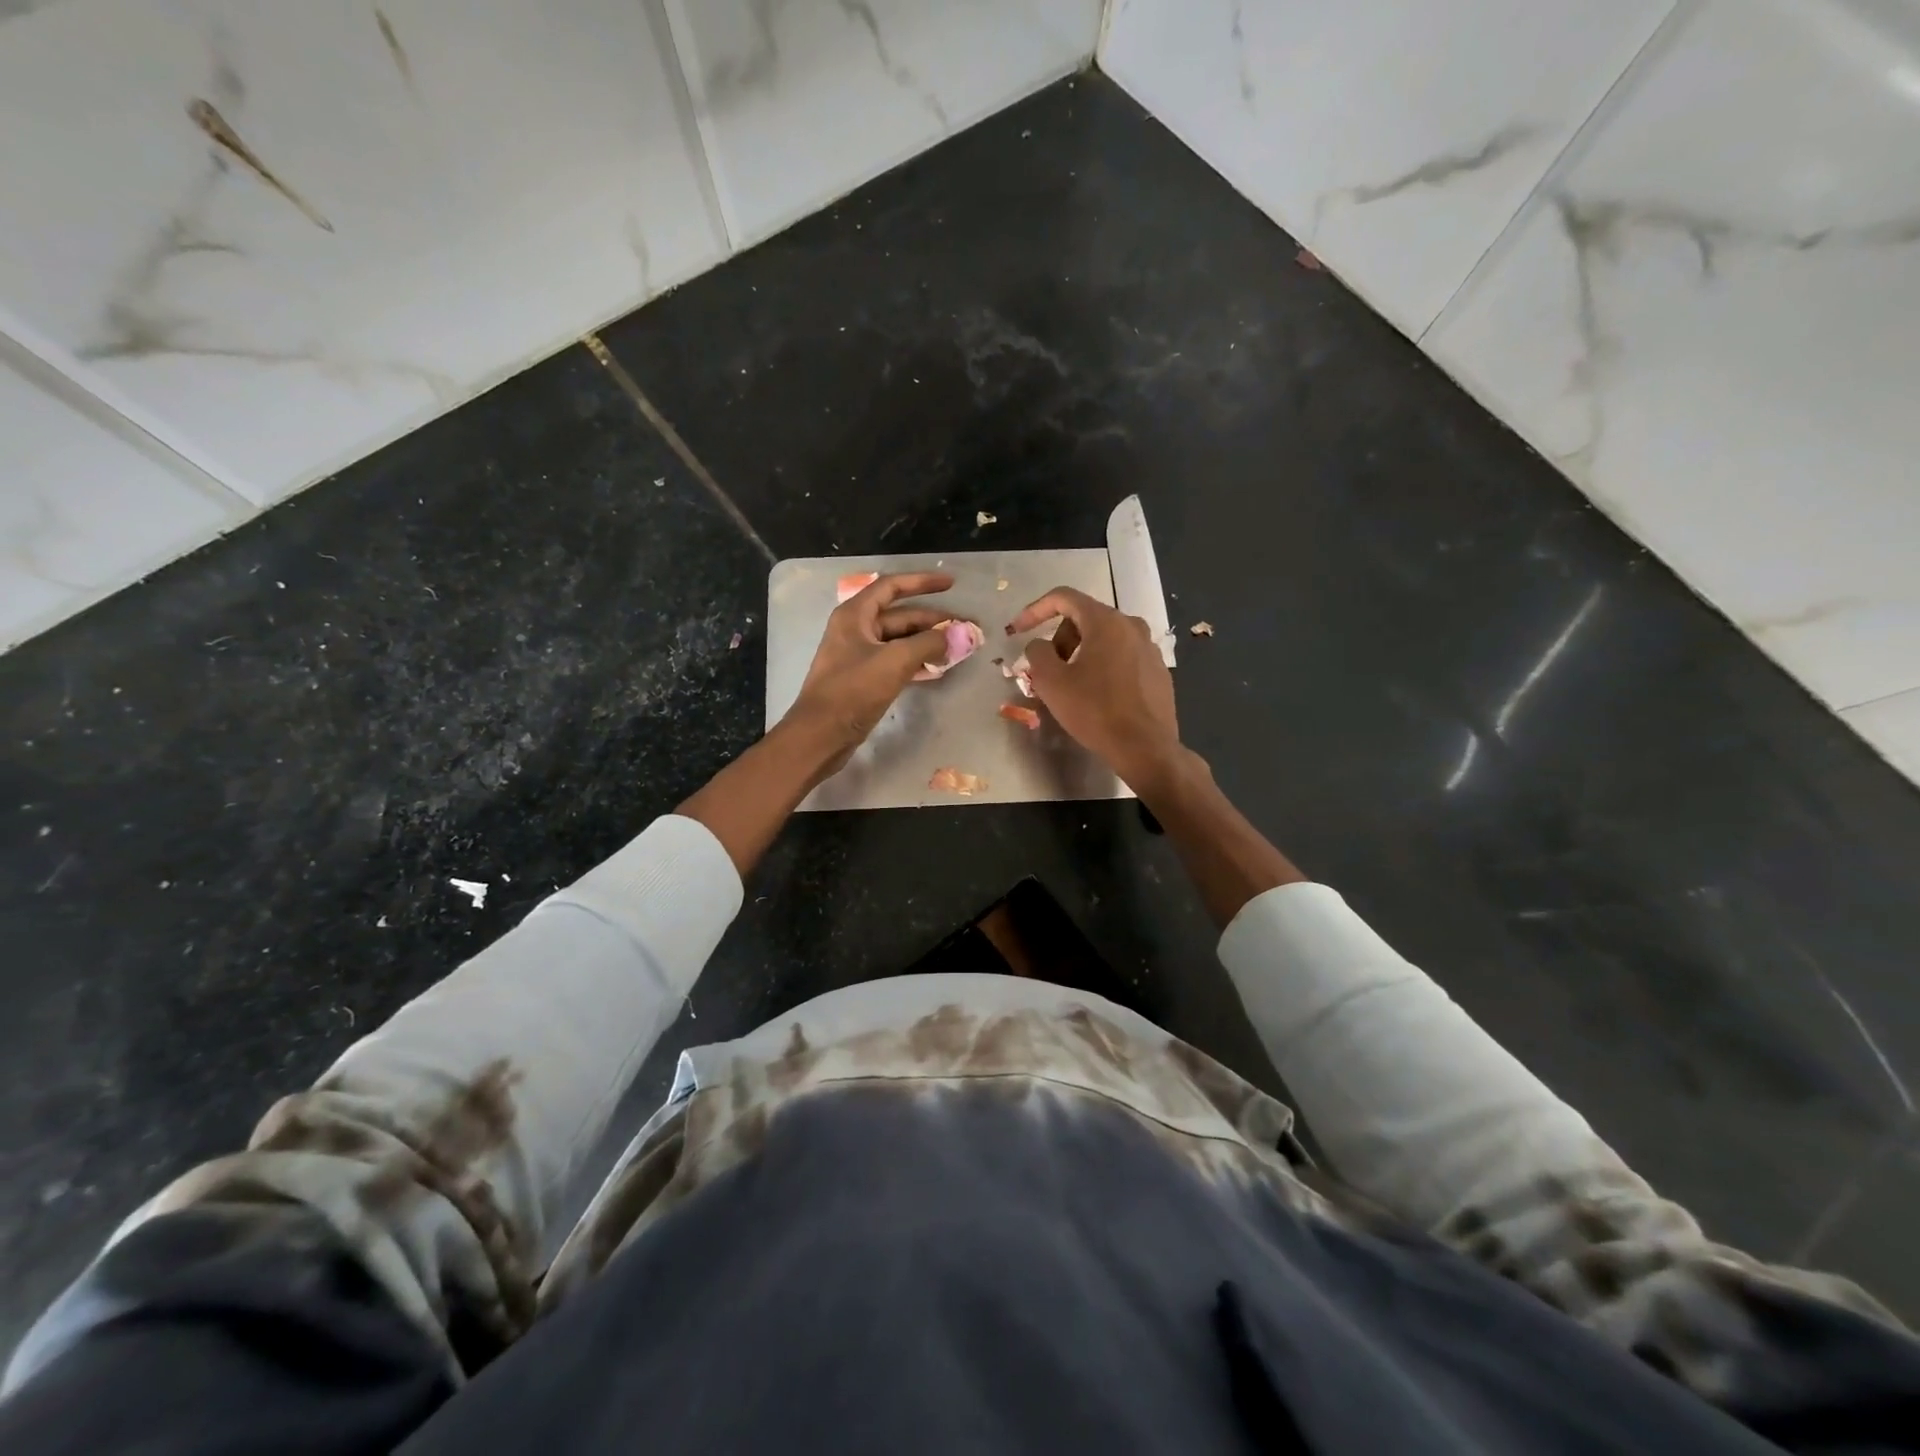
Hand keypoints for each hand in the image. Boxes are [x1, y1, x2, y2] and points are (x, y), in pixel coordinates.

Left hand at [785, 571, 965, 774]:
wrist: (821, 734)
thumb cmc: (853, 691)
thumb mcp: (894, 661)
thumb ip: (929, 643)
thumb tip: (959, 634)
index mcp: (855, 615)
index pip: (892, 586)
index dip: (922, 582)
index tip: (951, 584)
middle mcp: (856, 629)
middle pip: (900, 616)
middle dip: (933, 620)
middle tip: (966, 628)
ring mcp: (859, 655)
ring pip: (900, 641)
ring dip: (928, 643)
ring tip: (958, 648)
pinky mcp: (864, 679)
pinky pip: (896, 662)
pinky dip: (917, 662)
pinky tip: (938, 669)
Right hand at [1007, 586, 1180, 790]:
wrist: (1145, 747)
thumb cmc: (1094, 711)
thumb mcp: (1051, 682)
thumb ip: (1037, 653)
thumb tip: (1039, 645)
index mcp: (1106, 621)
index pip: (1064, 597)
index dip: (1035, 610)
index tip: (1017, 630)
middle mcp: (1132, 625)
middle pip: (1085, 618)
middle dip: (1060, 638)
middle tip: (1047, 669)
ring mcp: (1149, 648)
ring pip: (1105, 638)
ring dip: (1080, 653)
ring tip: (1069, 684)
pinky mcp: (1158, 670)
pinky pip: (1122, 657)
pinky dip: (1103, 666)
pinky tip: (1096, 695)